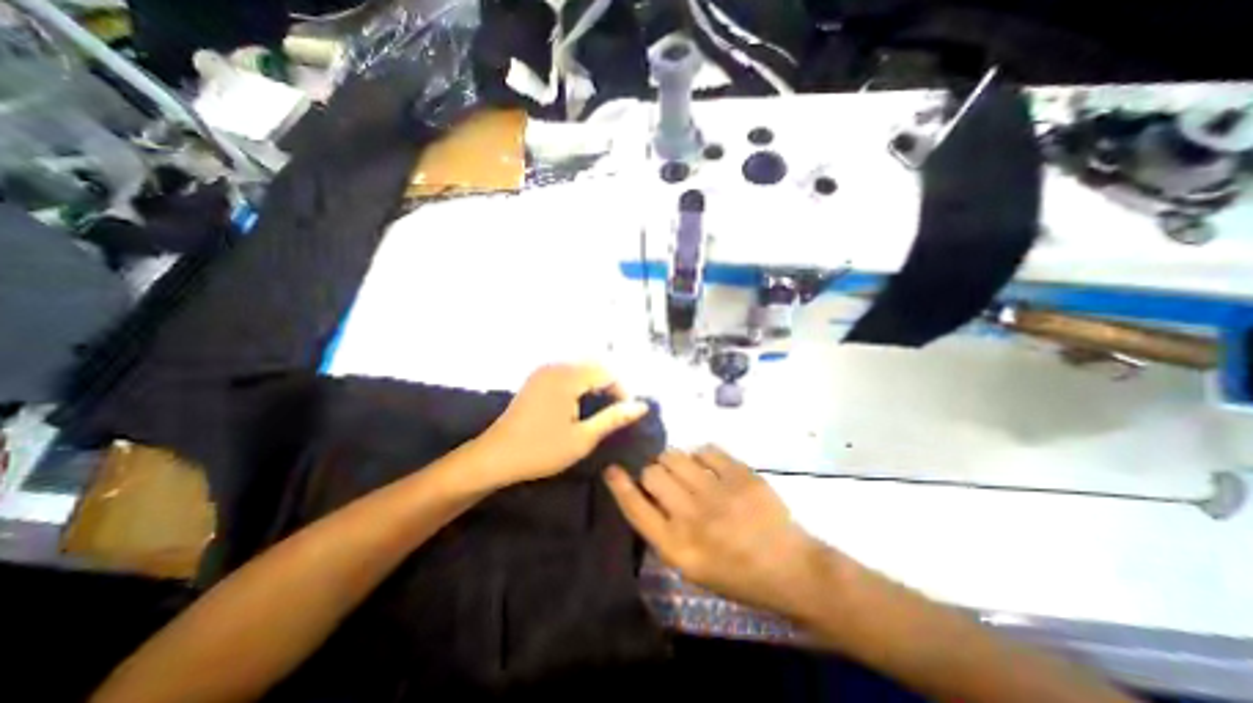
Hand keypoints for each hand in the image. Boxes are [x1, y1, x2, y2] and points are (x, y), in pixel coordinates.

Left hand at [468, 362, 644, 488]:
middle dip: (611, 383)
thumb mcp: (583, 438)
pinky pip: (568, 370)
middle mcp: (556, 366)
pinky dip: (582, 381)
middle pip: (595, 364)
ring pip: (582, 366)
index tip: (627, 412)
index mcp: (567, 377)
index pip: (607, 371)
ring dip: (597, 381)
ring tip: (603, 406)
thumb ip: (613, 418)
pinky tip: (582, 401)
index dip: (622, 390)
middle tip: (617, 409)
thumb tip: (641, 406)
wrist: (494, 456)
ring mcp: (544, 370)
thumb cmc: (541, 450)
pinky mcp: (537, 377)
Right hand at [606, 448, 830, 617]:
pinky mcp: (739, 474)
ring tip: (685, 469)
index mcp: (677, 547)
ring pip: (674, 456)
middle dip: (652, 472)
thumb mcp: (692, 567)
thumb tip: (646, 493)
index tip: (611, 469)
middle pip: (652, 473)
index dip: (619, 486)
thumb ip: (664, 531)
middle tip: (665, 478)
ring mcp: (716, 491)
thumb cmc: (738, 574)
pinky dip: (702, 455)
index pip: (635, 508)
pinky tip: (710, 467)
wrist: (791, 568)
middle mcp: (691, 516)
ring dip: (673, 460)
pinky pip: (706, 449)